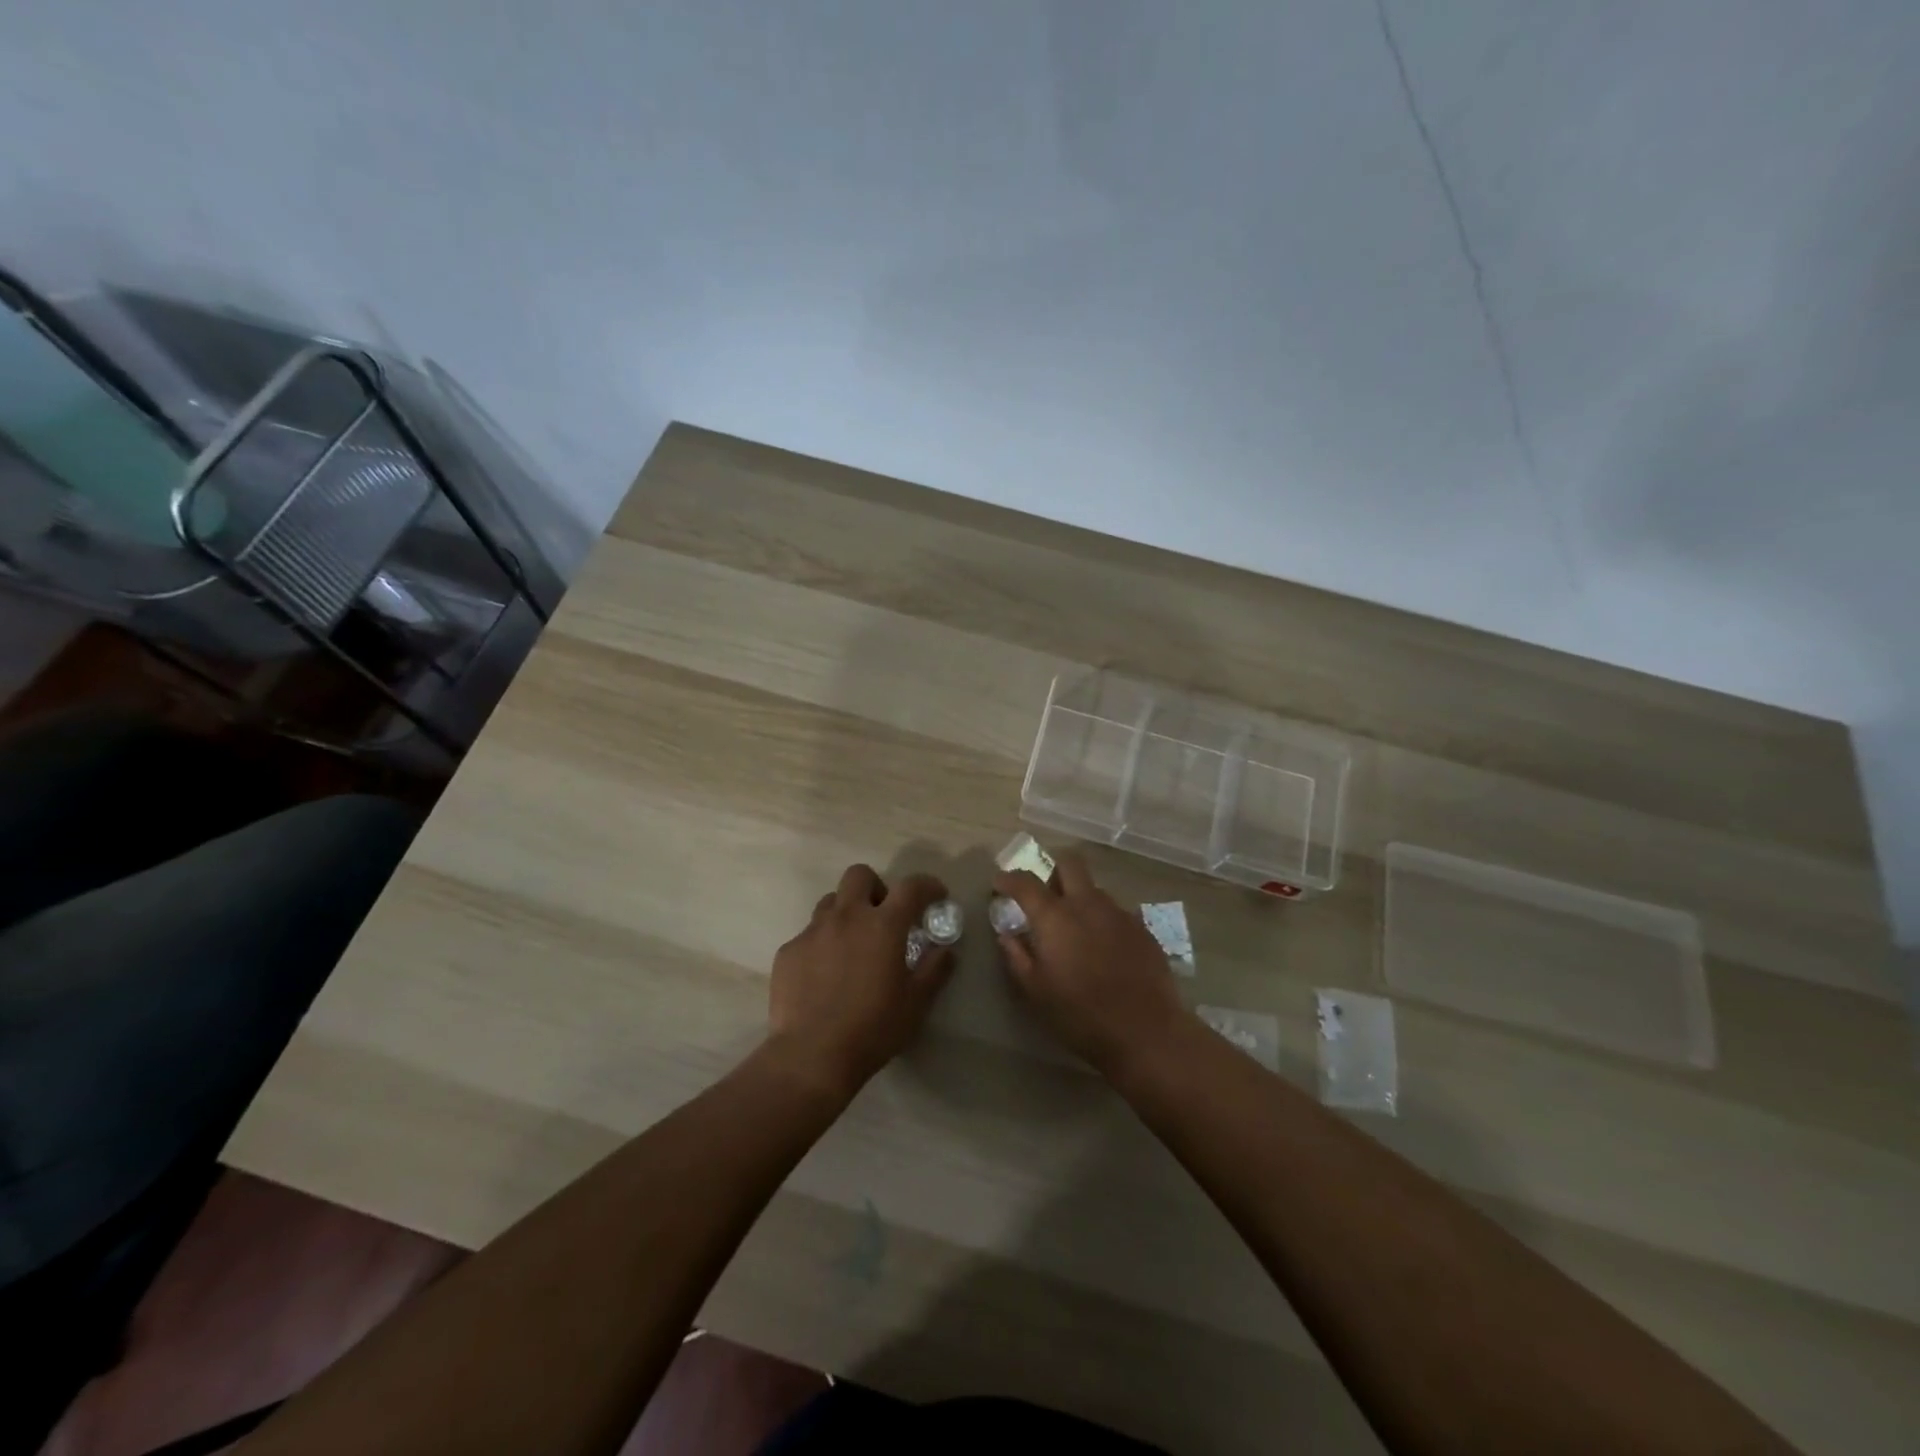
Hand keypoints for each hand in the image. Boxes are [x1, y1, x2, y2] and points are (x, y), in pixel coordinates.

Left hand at [766, 863, 954, 1097]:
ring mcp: (813, 931)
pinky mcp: (789, 951)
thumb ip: (935, 970)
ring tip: (852, 944)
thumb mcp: (916, 1003)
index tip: (935, 896)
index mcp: (883, 925)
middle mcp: (847, 917)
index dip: (927, 885)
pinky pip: (809, 934)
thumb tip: (945, 950)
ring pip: (831, 901)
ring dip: (846, 913)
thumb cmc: (873, 1028)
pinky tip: (824, 975)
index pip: (911, 887)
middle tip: (883, 916)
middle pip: (860, 875)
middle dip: (875, 887)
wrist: (811, 1056)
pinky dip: (822, 944)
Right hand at [993, 851, 1184, 1076]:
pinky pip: (1116, 912)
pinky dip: (1103, 921)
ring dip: (1080, 898)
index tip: (1000, 883)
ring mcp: (1119, 913)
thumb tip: (1006, 934)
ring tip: (1076, 931)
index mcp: (1055, 917)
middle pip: (1070, 863)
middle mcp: (1088, 904)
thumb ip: (1016, 956)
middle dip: (1053, 868)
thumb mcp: (1036, 991)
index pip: (1026, 881)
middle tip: (1045, 894)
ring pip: (1094, 889)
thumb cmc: (1080, 1015)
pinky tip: (1104, 950)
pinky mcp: (1143, 929)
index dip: (1009, 878)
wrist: (1146, 1032)